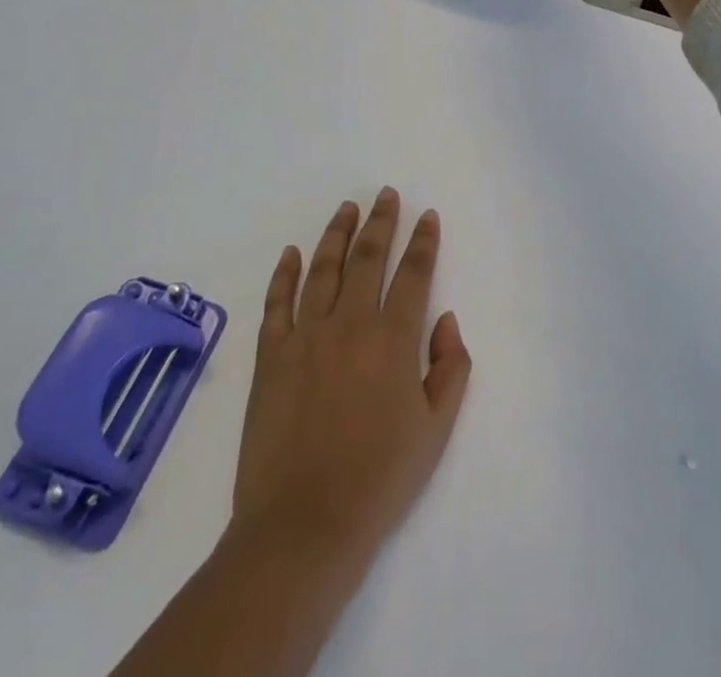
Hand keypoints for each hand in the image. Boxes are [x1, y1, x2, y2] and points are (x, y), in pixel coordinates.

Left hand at [229, 188, 471, 571]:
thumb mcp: (436, 429)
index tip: (427, 216)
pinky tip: (292, 252)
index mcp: (393, 339)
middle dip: (380, 221)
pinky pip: (277, 302)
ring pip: (323, 268)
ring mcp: (305, 336)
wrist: (303, 526)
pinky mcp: (271, 355)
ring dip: (337, 233)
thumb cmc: (379, 479)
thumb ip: (450, 367)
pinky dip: (285, 273)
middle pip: (367, 257)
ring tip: (347, 208)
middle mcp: (350, 323)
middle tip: (385, 194)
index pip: (413, 273)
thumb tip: (445, 318)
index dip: (422, 241)